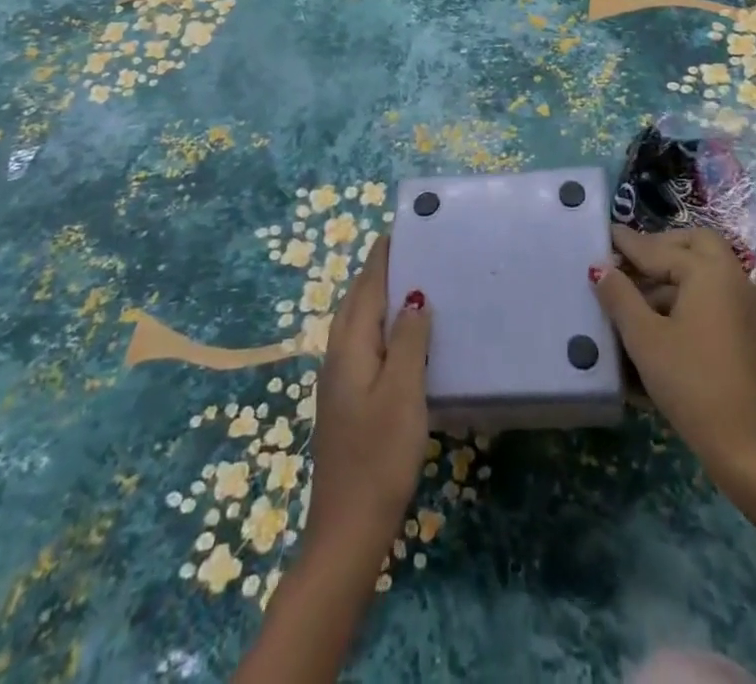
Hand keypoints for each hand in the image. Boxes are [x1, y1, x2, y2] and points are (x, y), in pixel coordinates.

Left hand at [300, 235, 431, 565]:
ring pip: (360, 323)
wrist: (348, 528)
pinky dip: (383, 326)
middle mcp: (338, 354)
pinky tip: (406, 338)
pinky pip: (366, 344)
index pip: (367, 285)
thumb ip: (409, 339)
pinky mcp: (348, 400)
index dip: (383, 256)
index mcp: (350, 345)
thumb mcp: (403, 391)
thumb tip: (415, 296)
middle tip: (417, 250)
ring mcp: (340, 379)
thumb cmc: (379, 454)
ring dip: (382, 298)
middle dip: (382, 271)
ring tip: (416, 283)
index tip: (404, 227)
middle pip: (358, 300)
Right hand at [593, 224, 755, 483]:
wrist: (752, 448)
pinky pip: (715, 298)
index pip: (658, 248)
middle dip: (661, 247)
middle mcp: (733, 279)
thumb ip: (620, 297)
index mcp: (708, 271)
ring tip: (636, 298)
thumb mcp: (646, 339)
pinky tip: (662, 324)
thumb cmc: (693, 384)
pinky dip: (689, 296)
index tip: (604, 232)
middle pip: (695, 245)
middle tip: (630, 262)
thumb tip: (600, 267)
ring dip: (673, 275)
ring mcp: (746, 307)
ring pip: (706, 272)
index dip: (628, 243)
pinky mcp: (750, 333)